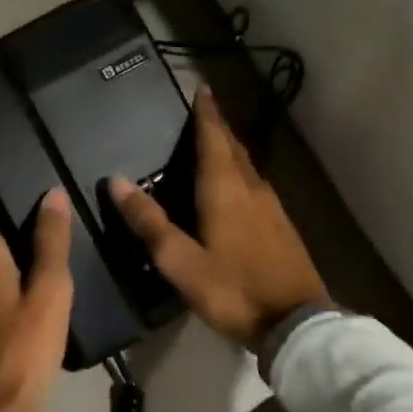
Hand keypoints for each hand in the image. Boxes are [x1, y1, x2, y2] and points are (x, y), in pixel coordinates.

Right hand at [109, 88, 325, 353]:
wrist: (296, 323)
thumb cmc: (233, 290)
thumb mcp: (180, 261)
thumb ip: (149, 222)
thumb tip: (116, 181)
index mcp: (225, 191)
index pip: (214, 139)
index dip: (206, 114)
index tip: (201, 88)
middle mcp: (252, 189)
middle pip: (234, 149)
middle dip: (218, 128)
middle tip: (202, 113)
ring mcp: (272, 208)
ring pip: (248, 168)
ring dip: (230, 151)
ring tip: (212, 145)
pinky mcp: (282, 227)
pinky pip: (255, 187)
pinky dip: (240, 175)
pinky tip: (234, 189)